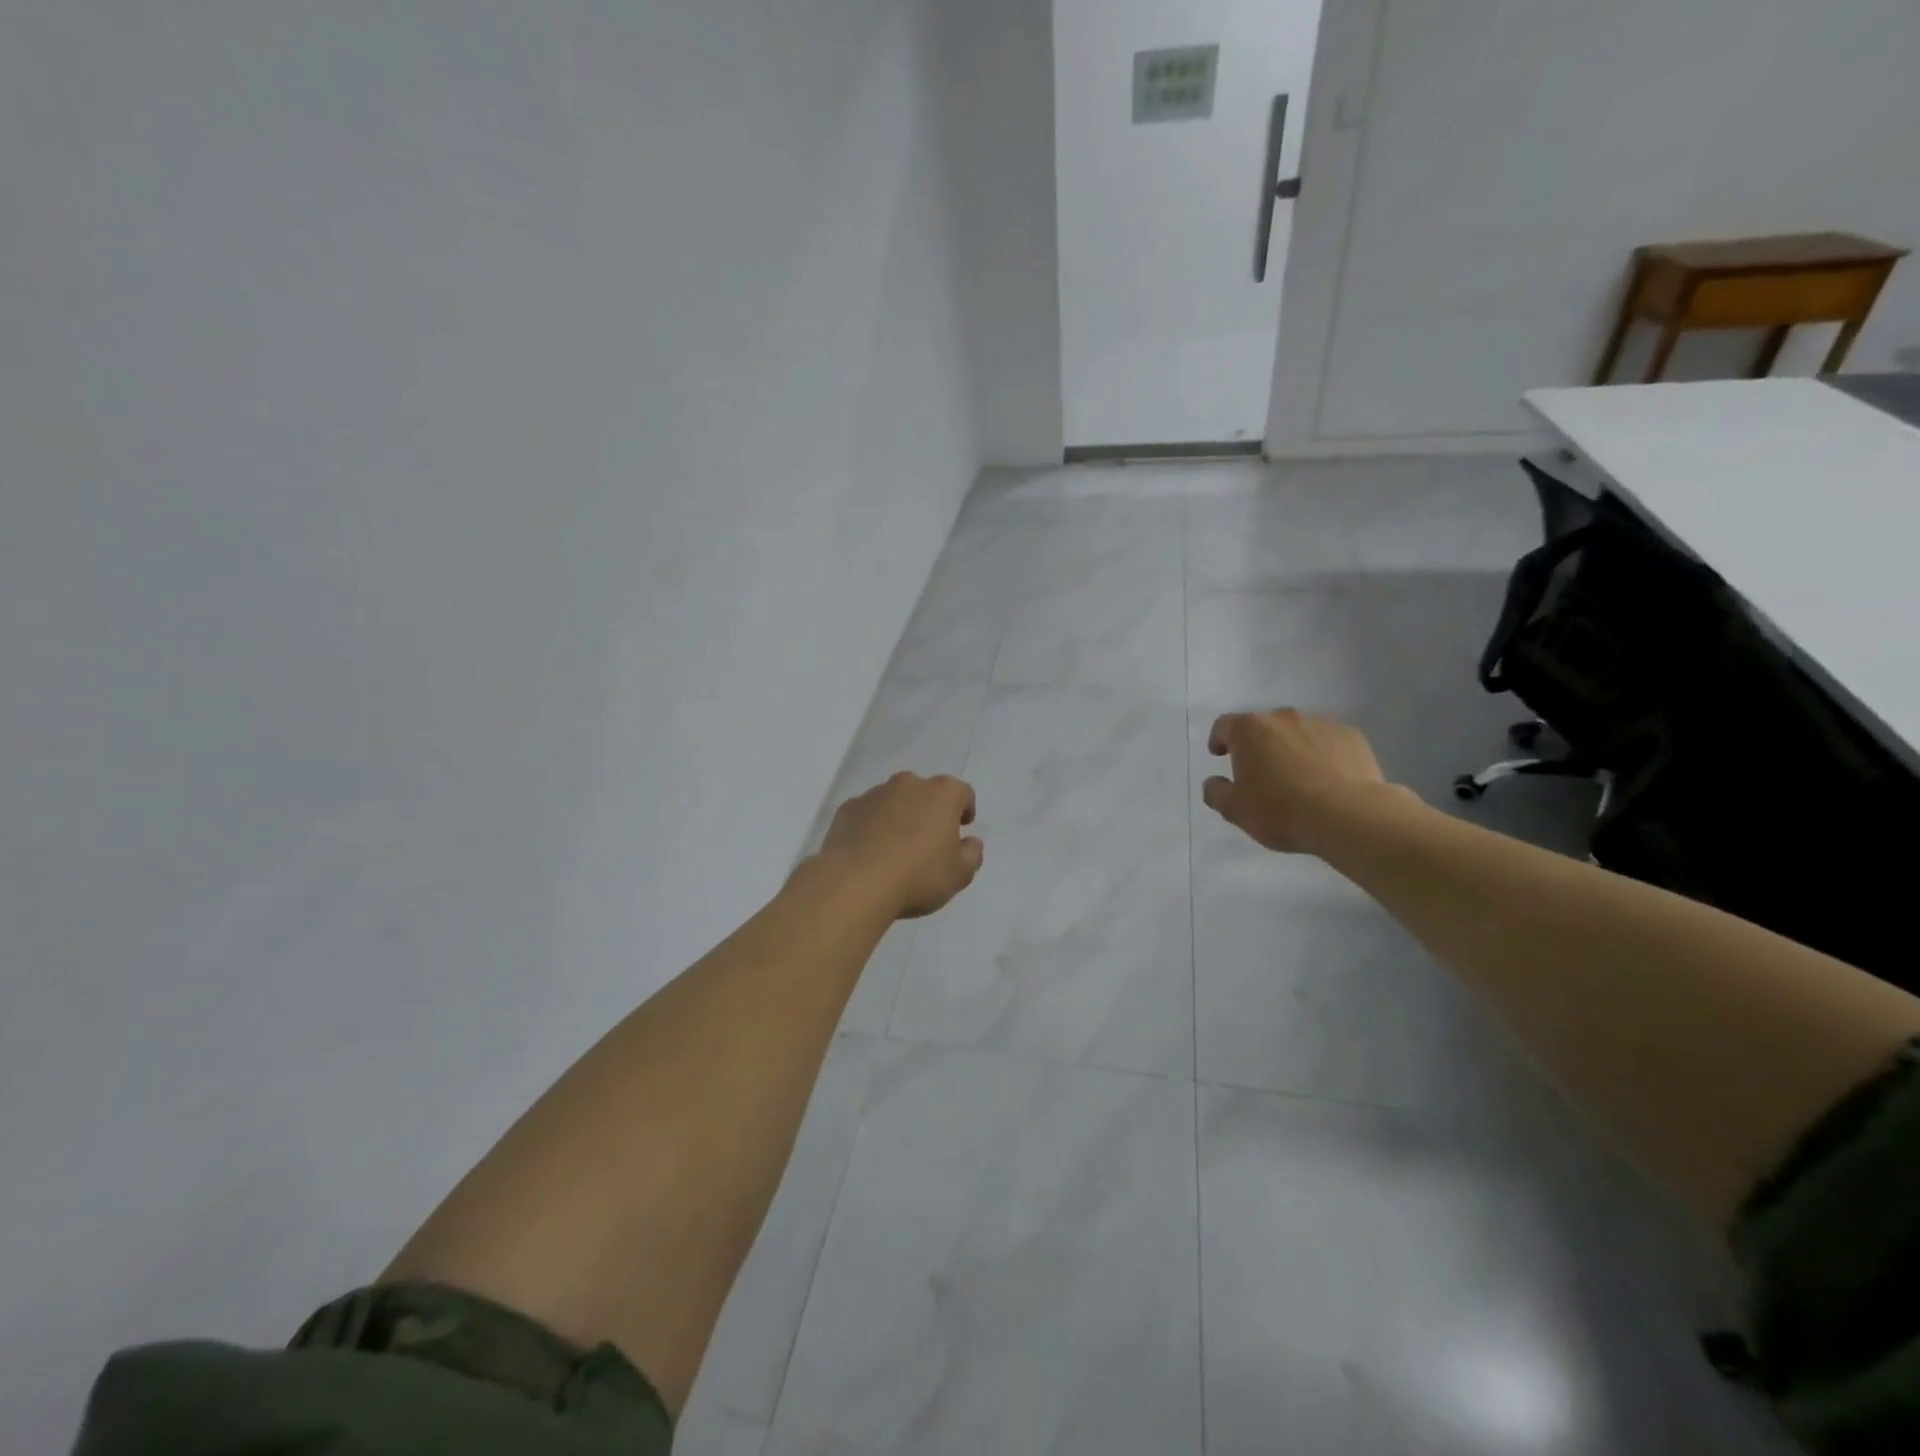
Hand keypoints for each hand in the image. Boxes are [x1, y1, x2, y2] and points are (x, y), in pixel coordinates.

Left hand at [816, 772, 983, 918]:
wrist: (855, 884)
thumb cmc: (917, 876)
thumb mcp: (959, 874)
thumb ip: (972, 854)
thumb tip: (970, 842)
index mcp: (942, 793)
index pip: (962, 793)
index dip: (964, 810)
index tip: (962, 828)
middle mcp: (908, 784)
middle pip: (926, 792)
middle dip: (929, 811)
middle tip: (928, 841)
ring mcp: (874, 794)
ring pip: (894, 800)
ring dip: (899, 816)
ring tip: (895, 849)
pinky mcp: (847, 808)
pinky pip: (867, 814)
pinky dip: (871, 826)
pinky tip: (869, 852)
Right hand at [1202, 710, 1402, 854]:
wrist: (1349, 816)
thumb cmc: (1281, 810)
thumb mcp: (1235, 810)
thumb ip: (1216, 792)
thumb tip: (1214, 782)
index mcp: (1249, 730)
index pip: (1225, 725)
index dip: (1219, 739)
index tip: (1220, 754)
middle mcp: (1283, 717)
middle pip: (1263, 726)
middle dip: (1259, 745)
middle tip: (1262, 772)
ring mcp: (1321, 723)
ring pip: (1298, 732)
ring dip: (1292, 748)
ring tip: (1298, 778)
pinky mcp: (1352, 736)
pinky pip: (1328, 741)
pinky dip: (1323, 753)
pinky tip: (1327, 779)